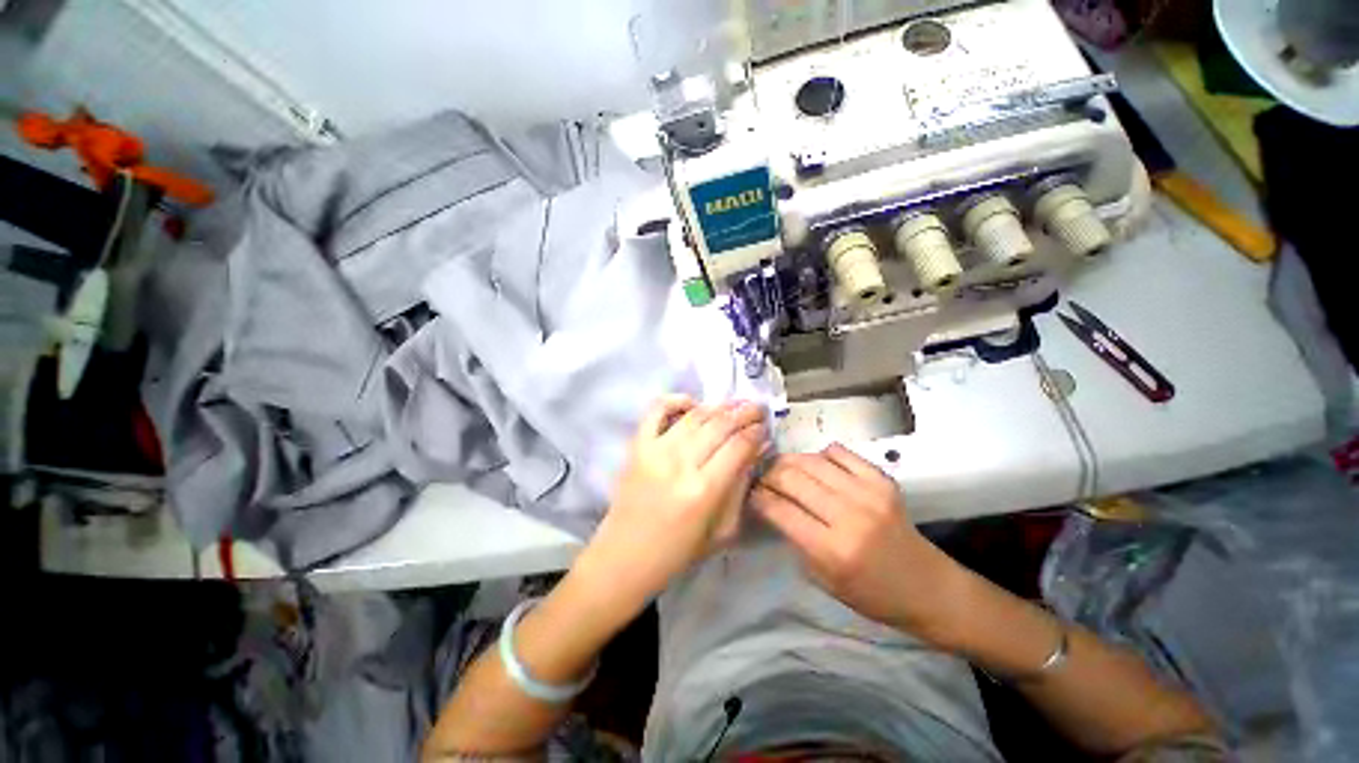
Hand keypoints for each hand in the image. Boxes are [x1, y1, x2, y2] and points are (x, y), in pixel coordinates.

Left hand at [577, 395, 766, 608]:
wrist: (624, 557)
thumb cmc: (677, 553)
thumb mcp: (722, 532)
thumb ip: (740, 488)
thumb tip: (756, 451)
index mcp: (704, 490)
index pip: (738, 446)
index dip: (756, 432)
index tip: (765, 427)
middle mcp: (680, 463)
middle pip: (720, 425)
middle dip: (744, 413)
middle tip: (757, 409)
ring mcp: (656, 449)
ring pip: (695, 415)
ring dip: (719, 406)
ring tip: (734, 405)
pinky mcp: (637, 445)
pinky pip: (657, 411)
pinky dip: (675, 400)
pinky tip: (692, 403)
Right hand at [752, 444, 964, 643]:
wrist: (928, 587)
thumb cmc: (871, 594)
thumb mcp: (823, 580)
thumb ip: (795, 539)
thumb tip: (771, 504)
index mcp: (832, 549)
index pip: (780, 509)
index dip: (758, 496)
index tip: (748, 491)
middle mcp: (849, 515)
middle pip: (792, 478)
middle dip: (768, 474)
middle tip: (761, 477)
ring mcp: (868, 493)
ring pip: (812, 461)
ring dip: (789, 461)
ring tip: (782, 467)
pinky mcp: (882, 480)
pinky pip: (840, 453)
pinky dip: (821, 454)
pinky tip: (817, 465)